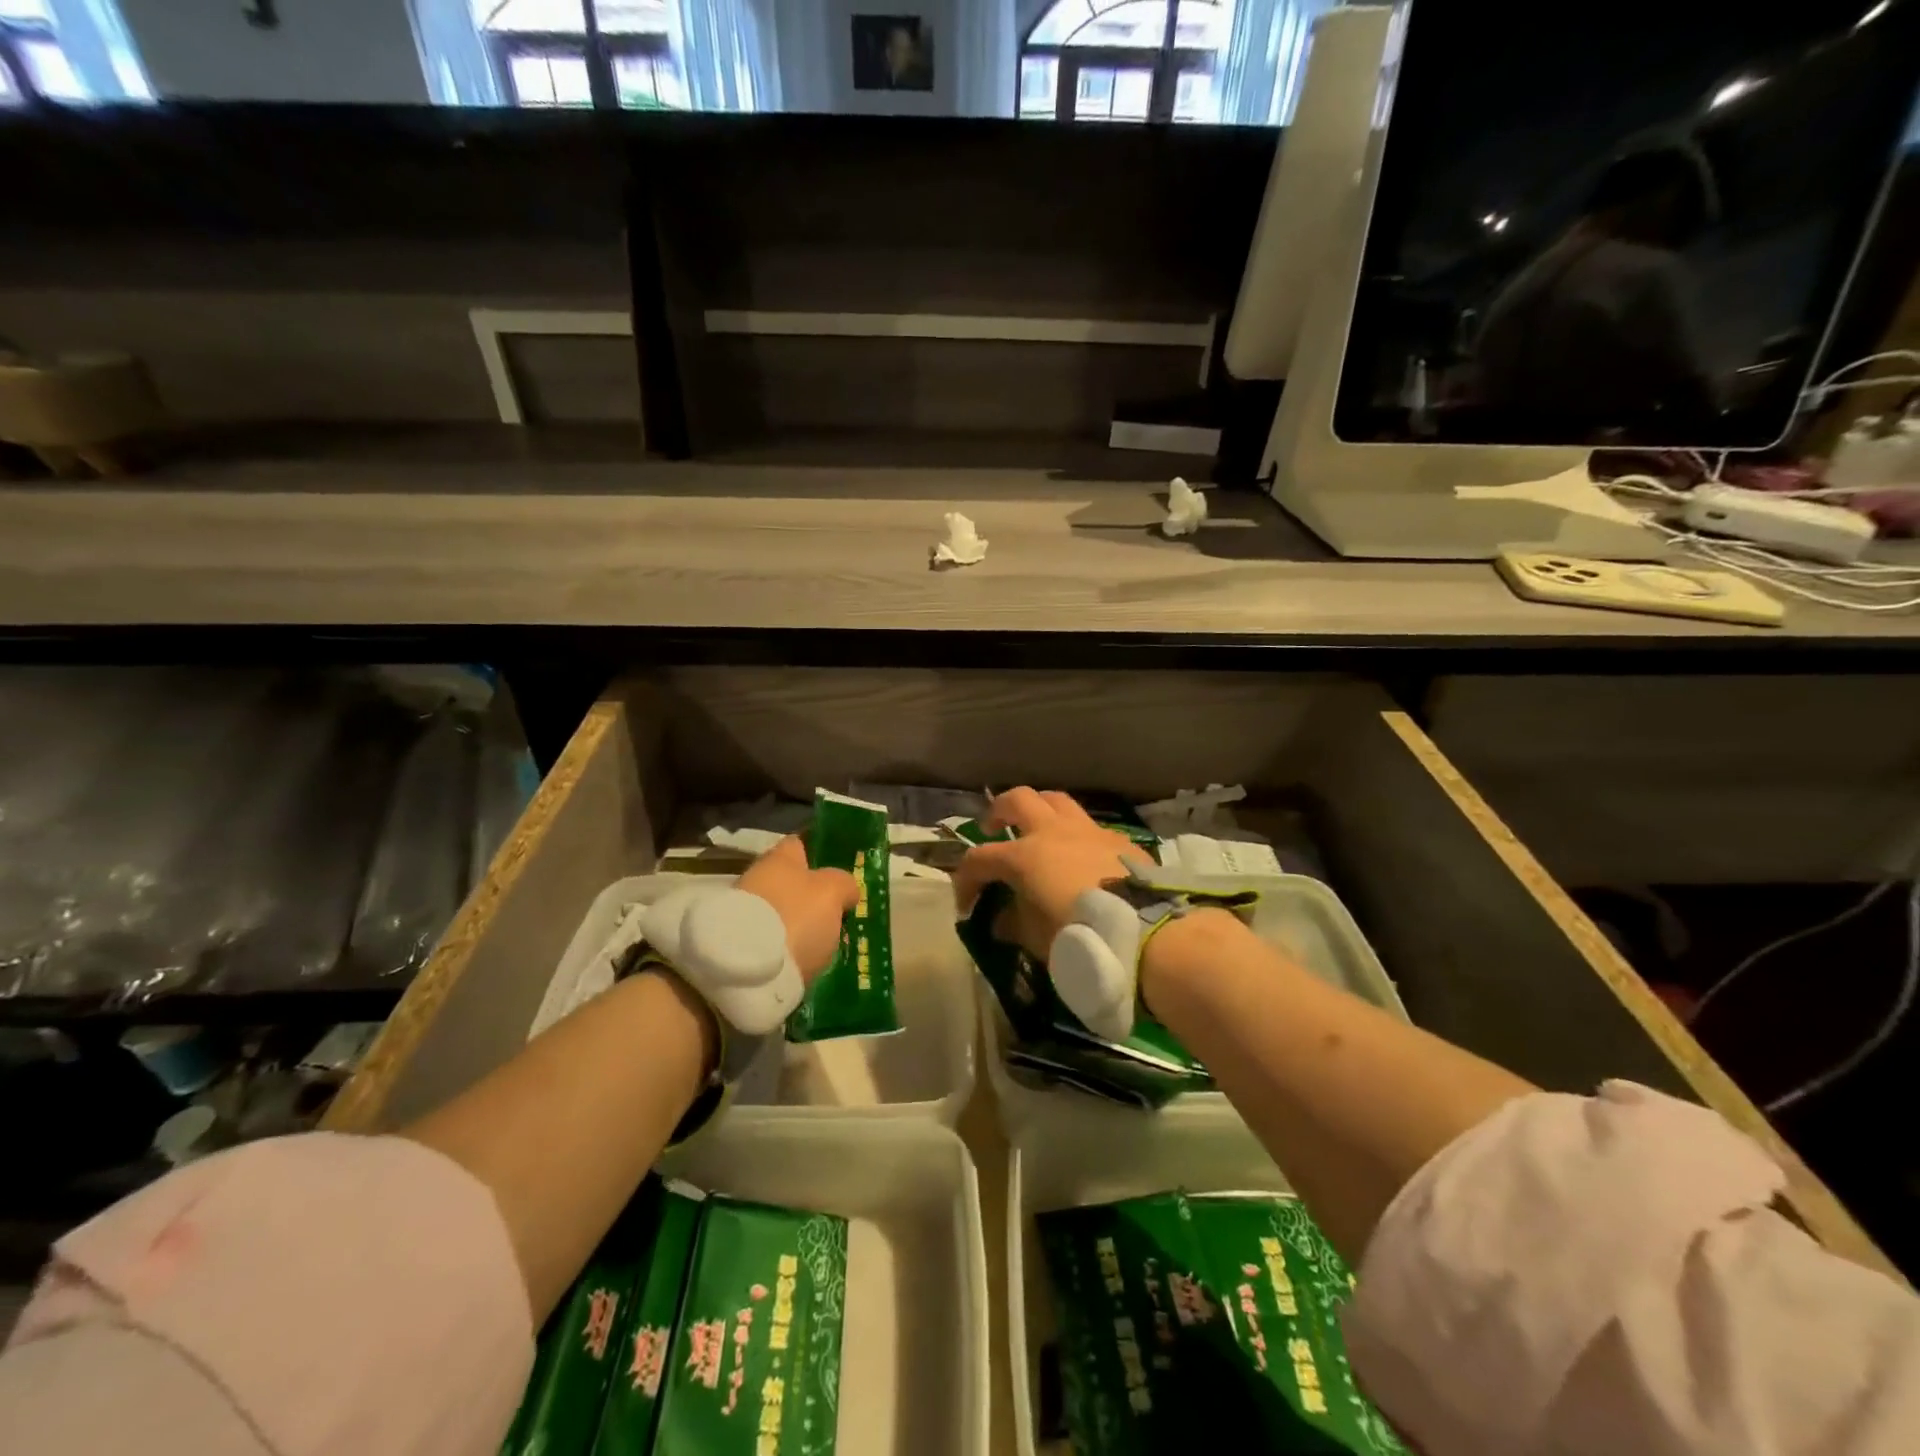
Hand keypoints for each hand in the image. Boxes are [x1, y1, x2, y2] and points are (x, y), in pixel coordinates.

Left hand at [737, 835, 859, 981]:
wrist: (749, 973)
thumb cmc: (796, 917)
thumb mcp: (833, 892)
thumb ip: (844, 883)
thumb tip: (846, 890)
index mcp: (778, 858)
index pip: (801, 842)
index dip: (821, 852)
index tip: (841, 866)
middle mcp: (757, 879)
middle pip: (792, 881)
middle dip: (814, 895)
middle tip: (841, 911)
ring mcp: (746, 914)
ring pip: (784, 912)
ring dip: (802, 923)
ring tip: (827, 942)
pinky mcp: (741, 948)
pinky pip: (776, 940)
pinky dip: (790, 947)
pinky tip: (808, 960)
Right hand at [950, 788, 1150, 959]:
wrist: (1144, 932)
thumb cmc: (1080, 936)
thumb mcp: (1036, 939)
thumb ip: (1014, 923)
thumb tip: (1002, 919)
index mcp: (1024, 856)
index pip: (979, 859)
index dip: (966, 879)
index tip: (967, 904)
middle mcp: (1053, 832)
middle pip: (1018, 800)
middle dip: (999, 811)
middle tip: (995, 830)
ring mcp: (1088, 831)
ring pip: (1056, 800)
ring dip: (1039, 810)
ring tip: (1037, 830)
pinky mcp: (1118, 840)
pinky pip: (1089, 826)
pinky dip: (1076, 835)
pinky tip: (1081, 856)